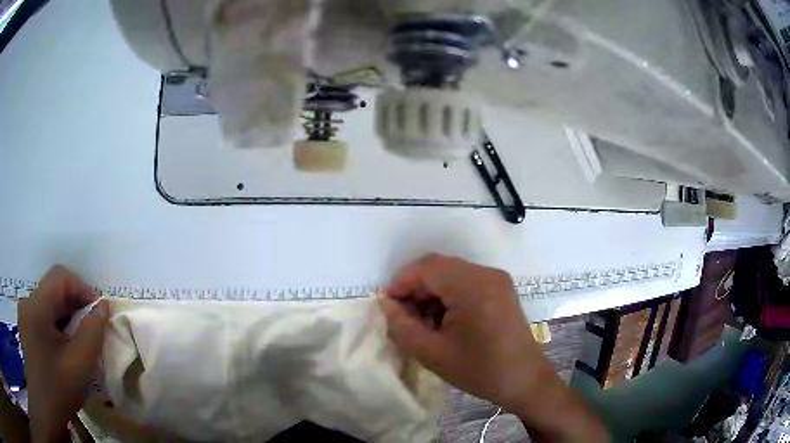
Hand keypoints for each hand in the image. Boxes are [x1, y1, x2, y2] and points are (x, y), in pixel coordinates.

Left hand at [18, 266, 108, 442]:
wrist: (46, 409)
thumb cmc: (59, 387)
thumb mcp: (80, 362)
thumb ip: (93, 331)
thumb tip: (104, 306)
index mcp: (37, 304)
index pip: (61, 276)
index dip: (82, 289)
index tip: (98, 315)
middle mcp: (28, 302)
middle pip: (53, 290)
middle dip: (75, 306)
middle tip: (91, 332)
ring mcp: (25, 316)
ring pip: (48, 305)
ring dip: (66, 318)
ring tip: (79, 343)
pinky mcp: (26, 329)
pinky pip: (43, 317)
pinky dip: (57, 327)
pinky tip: (64, 349)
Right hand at [380, 254, 607, 441]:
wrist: (524, 380)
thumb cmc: (479, 371)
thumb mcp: (432, 354)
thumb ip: (402, 327)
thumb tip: (386, 304)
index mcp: (473, 287)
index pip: (427, 268)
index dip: (402, 282)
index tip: (388, 307)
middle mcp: (487, 274)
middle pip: (439, 268)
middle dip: (416, 289)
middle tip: (404, 318)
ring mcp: (497, 280)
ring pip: (451, 274)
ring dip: (432, 293)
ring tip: (424, 323)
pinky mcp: (501, 289)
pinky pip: (466, 282)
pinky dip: (448, 296)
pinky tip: (444, 321)